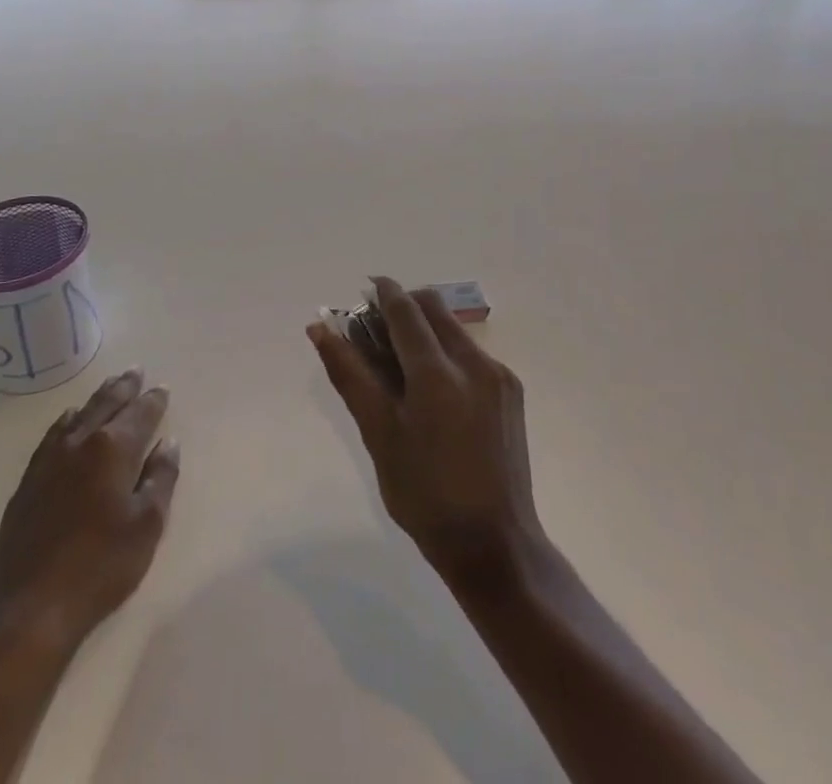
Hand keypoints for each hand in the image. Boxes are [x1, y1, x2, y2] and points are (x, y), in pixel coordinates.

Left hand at [0, 368, 179, 658]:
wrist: (29, 612)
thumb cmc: (100, 568)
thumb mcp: (147, 525)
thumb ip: (161, 477)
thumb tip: (168, 442)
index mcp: (113, 449)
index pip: (139, 413)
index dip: (153, 400)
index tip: (162, 389)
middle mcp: (80, 443)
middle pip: (106, 404)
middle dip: (124, 387)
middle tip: (136, 371)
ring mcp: (48, 461)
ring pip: (78, 415)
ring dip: (97, 399)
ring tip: (109, 388)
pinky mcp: (28, 483)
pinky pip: (52, 436)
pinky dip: (67, 421)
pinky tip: (69, 422)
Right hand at [307, 278, 544, 591]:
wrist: (495, 544)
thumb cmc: (424, 494)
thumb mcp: (378, 434)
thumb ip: (349, 374)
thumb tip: (320, 328)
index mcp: (437, 373)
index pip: (405, 309)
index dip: (383, 291)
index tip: (365, 287)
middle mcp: (473, 362)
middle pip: (433, 308)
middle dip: (403, 306)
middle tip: (376, 331)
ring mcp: (498, 375)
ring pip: (453, 329)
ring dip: (424, 330)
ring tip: (400, 365)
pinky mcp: (511, 391)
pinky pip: (470, 354)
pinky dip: (445, 353)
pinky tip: (432, 390)